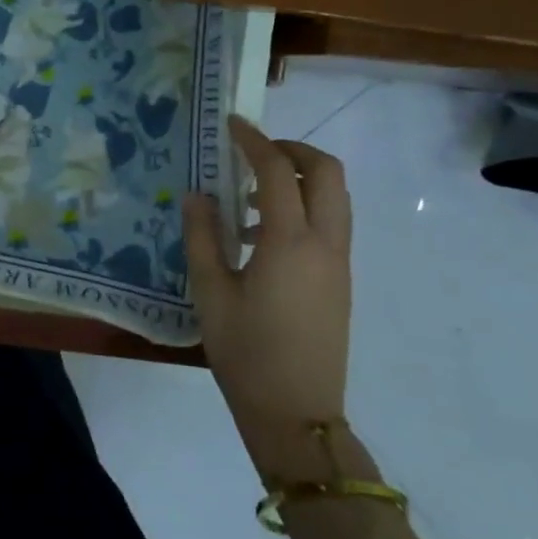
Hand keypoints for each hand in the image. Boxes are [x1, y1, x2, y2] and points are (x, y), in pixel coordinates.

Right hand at [184, 116, 354, 481]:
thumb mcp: (210, 292)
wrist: (297, 415)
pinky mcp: (341, 281)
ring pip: (335, 197)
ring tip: (248, 199)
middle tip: (253, 153)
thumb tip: (197, 194)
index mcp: (290, 242)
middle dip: (292, 150)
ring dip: (300, 180)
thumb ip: (202, 236)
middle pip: (326, 172)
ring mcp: (339, 263)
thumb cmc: (245, 353)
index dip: (254, 141)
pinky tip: (260, 237)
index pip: (276, 172)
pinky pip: (331, 224)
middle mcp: (325, 243)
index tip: (231, 123)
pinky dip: (304, 207)